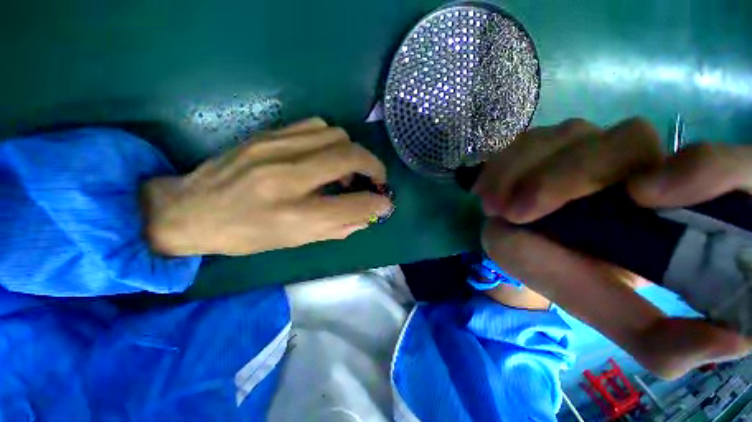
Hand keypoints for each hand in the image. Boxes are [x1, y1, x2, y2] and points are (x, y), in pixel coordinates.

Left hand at [142, 118, 393, 255]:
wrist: (189, 210)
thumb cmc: (245, 235)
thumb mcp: (293, 242)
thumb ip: (336, 228)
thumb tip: (366, 215)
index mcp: (294, 215)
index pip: (353, 205)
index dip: (377, 203)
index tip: (385, 203)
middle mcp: (287, 178)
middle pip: (350, 156)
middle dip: (374, 167)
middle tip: (374, 179)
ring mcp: (275, 149)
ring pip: (336, 134)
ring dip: (352, 152)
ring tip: (345, 170)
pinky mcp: (267, 135)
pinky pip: (315, 126)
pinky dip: (331, 140)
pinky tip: (324, 156)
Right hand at [476, 118, 751, 377]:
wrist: (538, 252)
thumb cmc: (581, 282)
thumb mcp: (620, 319)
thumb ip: (662, 340)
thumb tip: (732, 340)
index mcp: (674, 207)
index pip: (721, 166)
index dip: (705, 170)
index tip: (645, 198)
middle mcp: (636, 163)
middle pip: (626, 139)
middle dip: (568, 177)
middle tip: (518, 212)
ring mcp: (586, 148)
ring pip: (568, 135)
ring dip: (523, 169)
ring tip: (493, 205)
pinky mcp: (545, 148)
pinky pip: (527, 141)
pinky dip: (502, 164)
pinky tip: (485, 190)